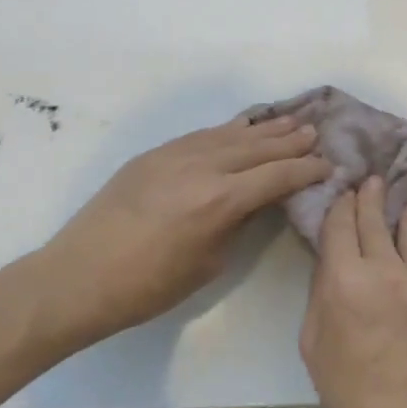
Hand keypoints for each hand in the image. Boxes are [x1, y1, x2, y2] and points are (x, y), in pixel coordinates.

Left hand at [29, 115, 331, 350]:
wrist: (77, 277)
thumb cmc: (148, 287)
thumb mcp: (209, 263)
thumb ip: (239, 223)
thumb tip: (257, 201)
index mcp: (220, 201)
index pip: (277, 176)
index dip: (306, 170)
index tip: (328, 165)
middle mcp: (202, 167)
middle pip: (257, 147)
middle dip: (290, 141)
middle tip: (316, 133)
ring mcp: (174, 155)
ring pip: (229, 134)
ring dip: (263, 129)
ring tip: (290, 120)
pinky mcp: (153, 155)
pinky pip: (201, 135)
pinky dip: (228, 130)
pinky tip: (241, 128)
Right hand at [300, 176, 406, 407]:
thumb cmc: (351, 390)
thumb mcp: (313, 343)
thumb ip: (321, 293)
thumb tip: (332, 261)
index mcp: (344, 281)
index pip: (340, 225)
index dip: (341, 206)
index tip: (344, 193)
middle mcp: (385, 268)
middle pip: (375, 219)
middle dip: (371, 197)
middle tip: (372, 180)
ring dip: (406, 214)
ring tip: (406, 203)